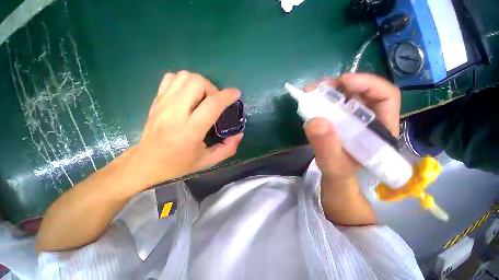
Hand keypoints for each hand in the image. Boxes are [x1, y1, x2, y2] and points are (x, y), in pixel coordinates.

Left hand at [125, 70, 242, 188]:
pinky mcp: (156, 100)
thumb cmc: (179, 164)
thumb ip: (228, 148)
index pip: (212, 105)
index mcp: (190, 131)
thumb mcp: (208, 161)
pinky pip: (172, 78)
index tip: (236, 94)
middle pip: (197, 82)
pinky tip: (188, 95)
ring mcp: (163, 104)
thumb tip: (239, 134)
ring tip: (203, 98)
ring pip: (184, 76)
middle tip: (215, 102)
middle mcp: (175, 113)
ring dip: (200, 84)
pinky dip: (184, 82)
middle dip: (212, 88)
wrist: (146, 162)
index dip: (227, 96)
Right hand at [303, 73, 400, 178]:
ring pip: (347, 94)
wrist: (334, 172)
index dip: (368, 84)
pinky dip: (323, 97)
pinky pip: (335, 101)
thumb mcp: (332, 162)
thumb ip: (326, 145)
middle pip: (363, 91)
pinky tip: (311, 99)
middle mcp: (371, 117)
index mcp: (381, 129)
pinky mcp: (342, 117)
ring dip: (329, 89)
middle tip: (320, 86)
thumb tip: (316, 121)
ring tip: (311, 90)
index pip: (386, 97)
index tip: (343, 81)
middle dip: (341, 85)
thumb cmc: (339, 170)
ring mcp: (355, 116)